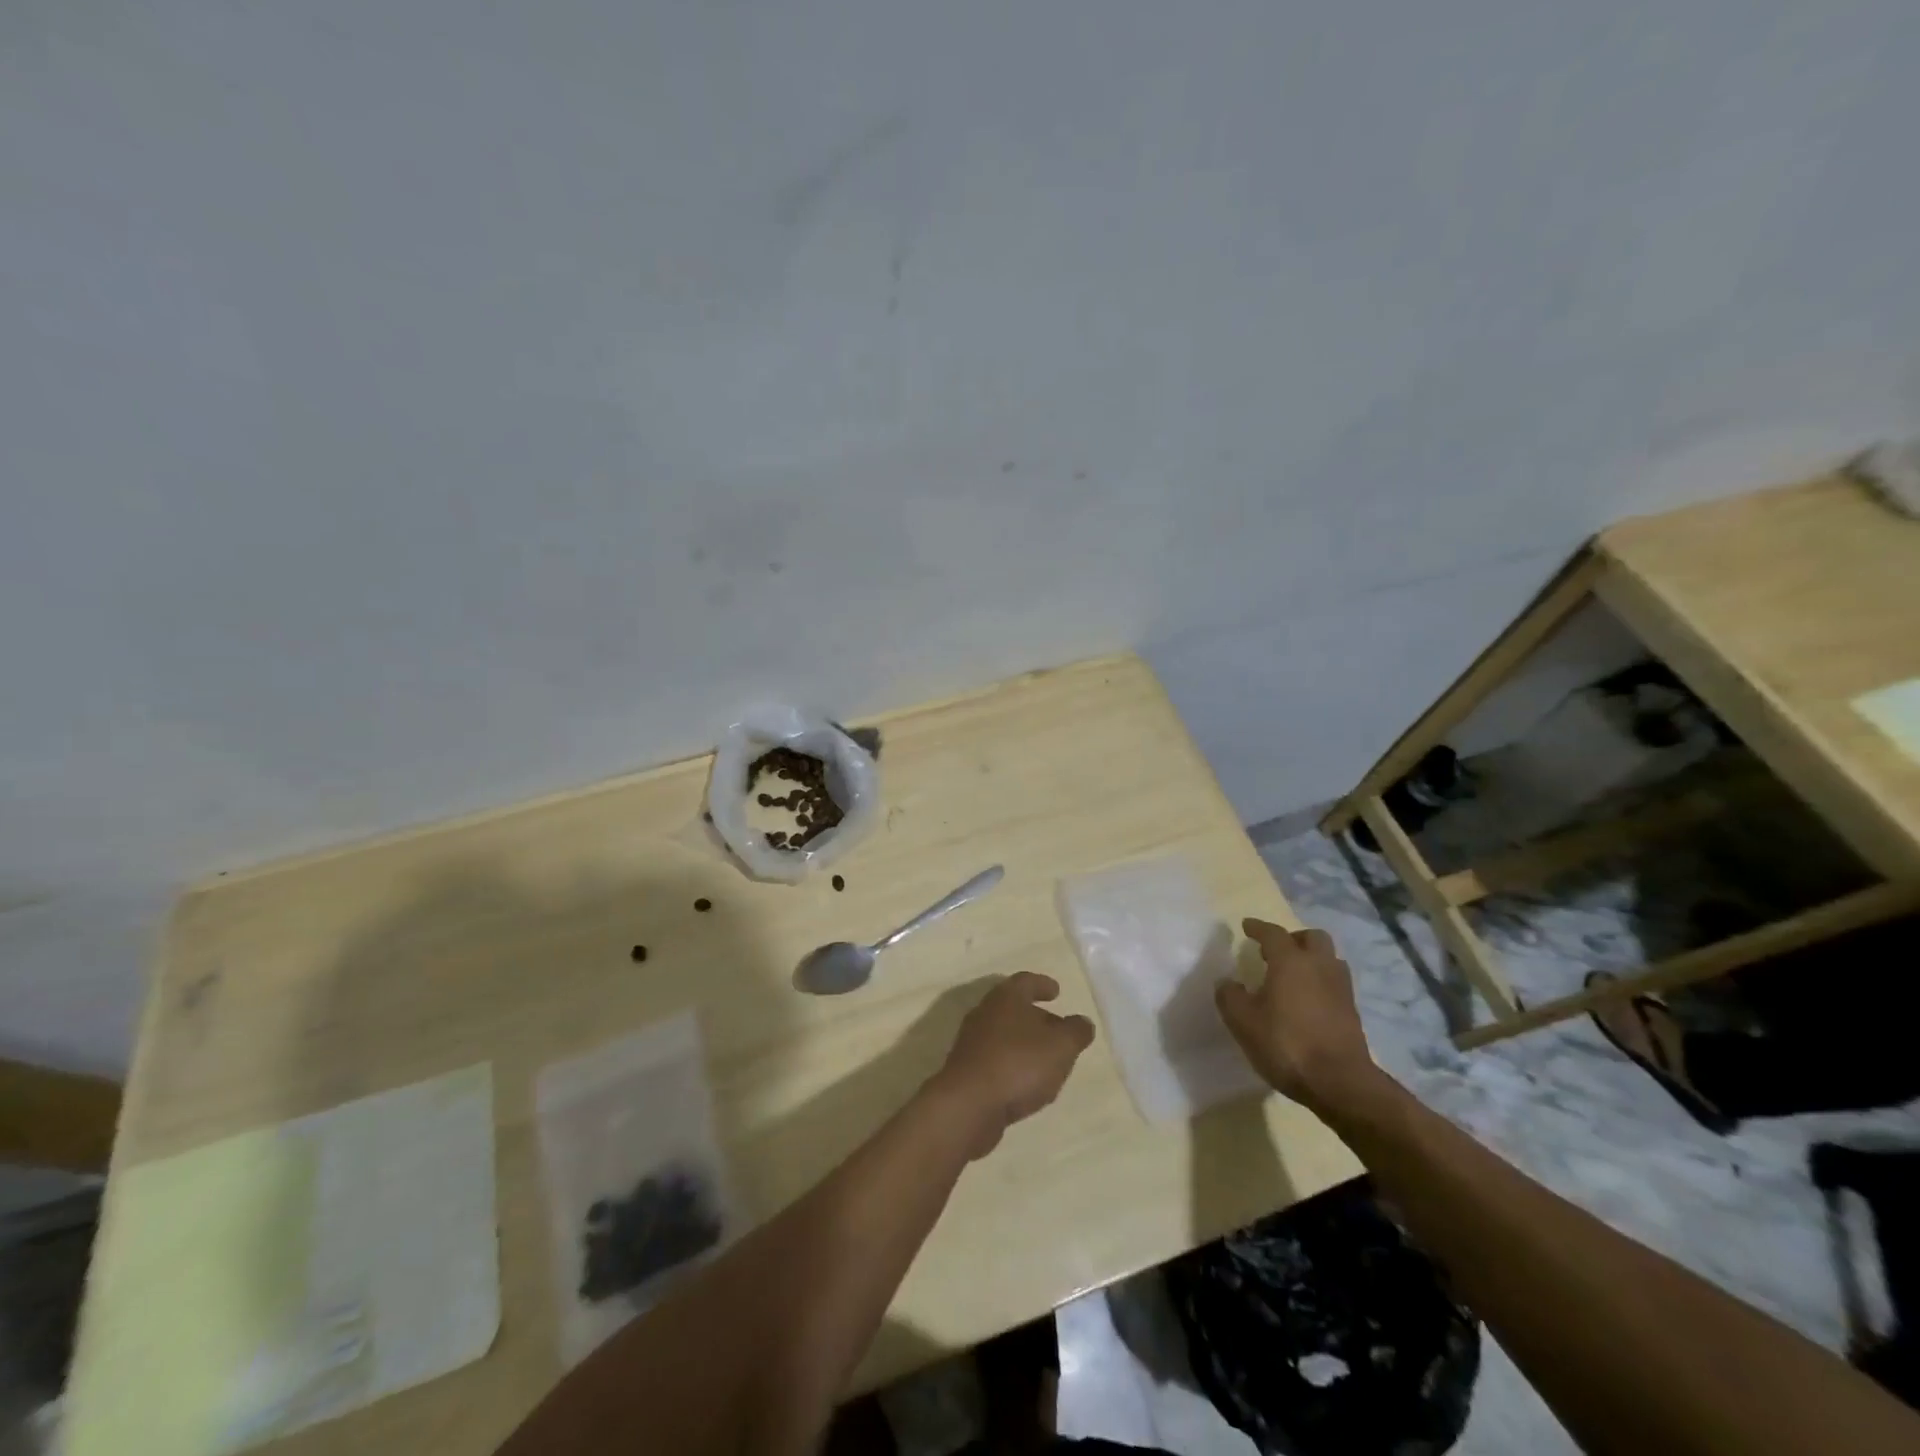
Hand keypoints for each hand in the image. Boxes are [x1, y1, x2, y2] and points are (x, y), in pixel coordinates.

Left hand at [932, 972, 1095, 1157]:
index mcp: (1006, 998)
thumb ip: (1076, 1032)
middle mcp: (985, 1013)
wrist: (968, 1105)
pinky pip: (997, 1059)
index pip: (1026, 982)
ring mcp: (973, 1042)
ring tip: (1048, 1059)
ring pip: (1005, 1035)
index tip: (1056, 990)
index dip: (1043, 984)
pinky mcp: (968, 1071)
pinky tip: (1027, 1083)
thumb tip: (1082, 1022)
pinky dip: (1014, 1064)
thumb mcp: (1061, 1046)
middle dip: (1038, 1017)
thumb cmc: (1018, 1064)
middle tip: (1059, 1028)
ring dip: (1026, 1043)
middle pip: (1014, 1008)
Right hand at [1216, 919, 1384, 1114]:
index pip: (1273, 933)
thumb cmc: (1286, 1044)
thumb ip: (1230, 996)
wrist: (1340, 1083)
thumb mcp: (1242, 1021)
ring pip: (1329, 960)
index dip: (1258, 928)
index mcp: (1291, 961)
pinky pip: (1335, 983)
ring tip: (1293, 976)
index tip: (1246, 926)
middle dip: (1293, 939)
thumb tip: (1227, 983)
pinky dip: (1320, 983)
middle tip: (1275, 951)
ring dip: (1312, 960)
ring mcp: (1340, 989)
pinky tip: (1307, 1001)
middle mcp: (1320, 966)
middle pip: (1312, 938)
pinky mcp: (1352, 1012)